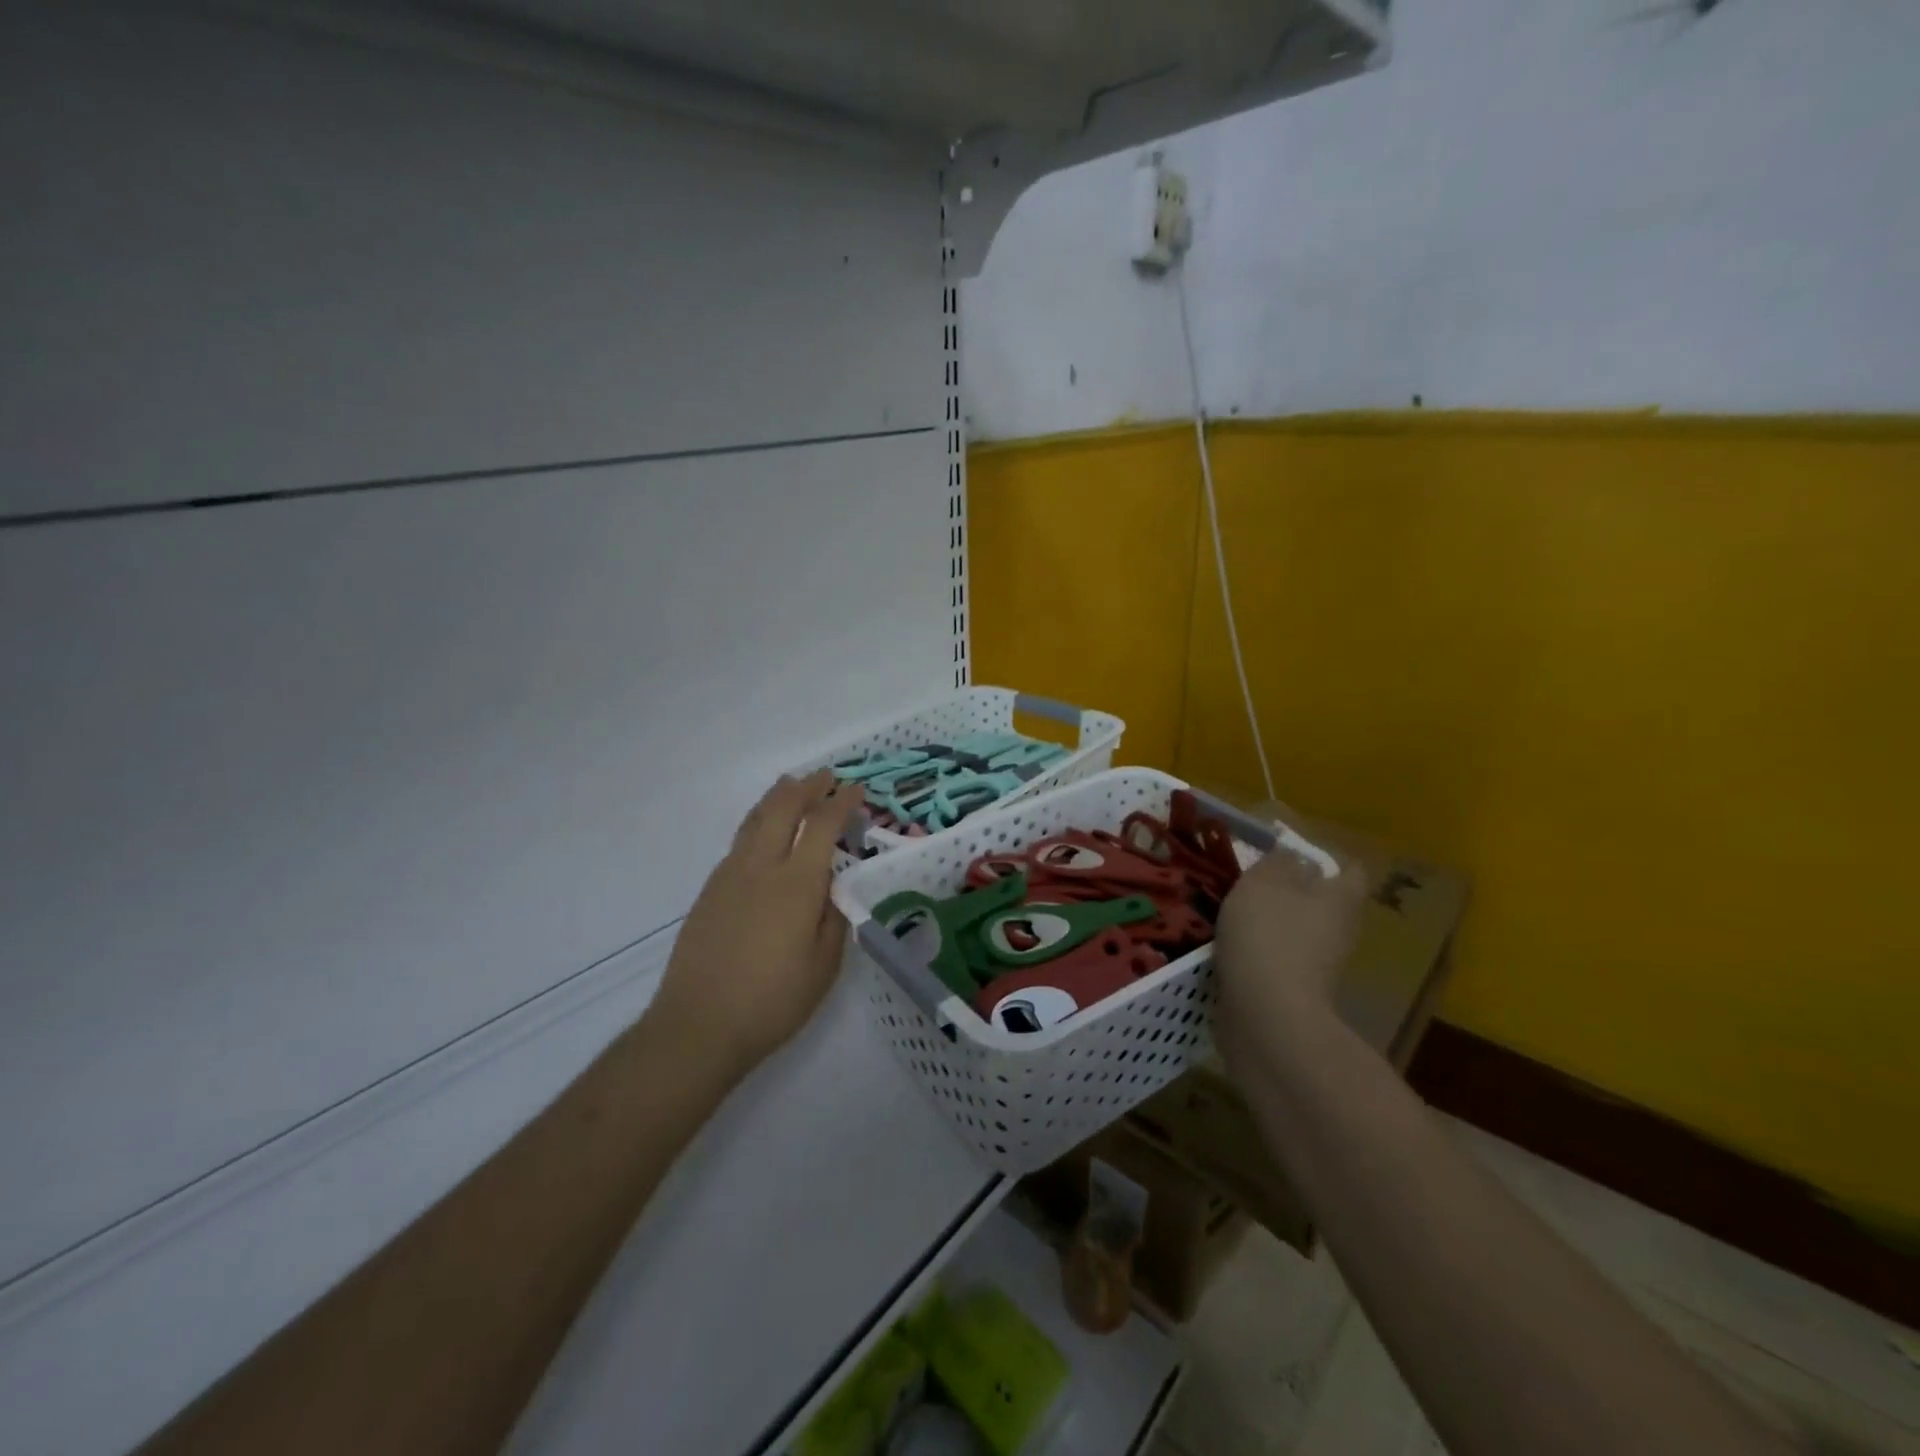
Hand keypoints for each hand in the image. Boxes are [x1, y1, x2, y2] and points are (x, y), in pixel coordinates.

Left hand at [644, 770, 859, 1085]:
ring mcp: (730, 875)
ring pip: (755, 819)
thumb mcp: (824, 966)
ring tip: (792, 786)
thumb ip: (832, 918)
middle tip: (826, 777)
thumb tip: (830, 887)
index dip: (841, 802)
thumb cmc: (772, 1001)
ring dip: (778, 797)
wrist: (698, 1025)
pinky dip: (759, 822)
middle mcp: (761, 867)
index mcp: (796, 884)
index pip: (822, 825)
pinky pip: (740, 841)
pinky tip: (765, 834)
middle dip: (808, 786)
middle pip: (783, 807)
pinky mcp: (710, 890)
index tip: (856, 791)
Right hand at [1211, 832, 1371, 1077]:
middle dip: (1291, 889)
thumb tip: (1292, 856)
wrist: (1266, 1016)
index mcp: (1341, 899)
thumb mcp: (1265, 881)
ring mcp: (1320, 965)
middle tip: (1252, 879)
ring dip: (1271, 921)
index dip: (1323, 856)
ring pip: (1298, 930)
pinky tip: (1229, 945)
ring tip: (1231, 910)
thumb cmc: (1269, 935)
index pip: (1350, 869)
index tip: (1287, 852)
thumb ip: (1278, 861)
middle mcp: (1341, 930)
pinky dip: (1259, 950)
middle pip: (1323, 901)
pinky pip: (1279, 958)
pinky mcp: (1296, 991)